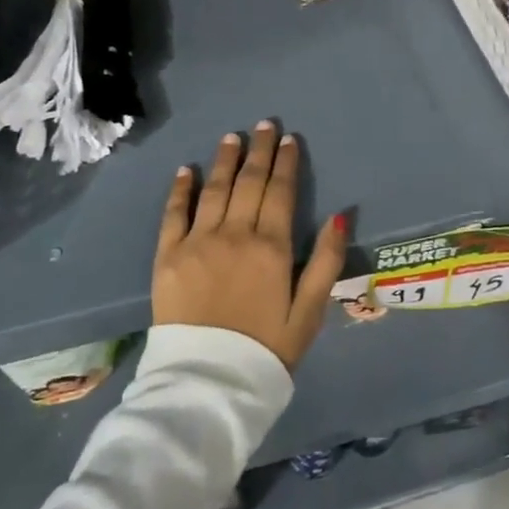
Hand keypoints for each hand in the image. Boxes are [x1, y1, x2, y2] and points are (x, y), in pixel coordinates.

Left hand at [153, 122, 347, 370]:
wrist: (208, 384)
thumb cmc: (267, 349)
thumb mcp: (310, 312)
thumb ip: (327, 262)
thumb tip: (341, 216)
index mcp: (271, 247)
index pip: (281, 192)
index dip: (286, 163)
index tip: (288, 139)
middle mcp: (235, 234)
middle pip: (249, 182)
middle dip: (259, 151)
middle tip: (263, 124)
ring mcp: (198, 242)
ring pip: (214, 190)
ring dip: (224, 160)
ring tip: (232, 136)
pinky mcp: (167, 256)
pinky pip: (174, 214)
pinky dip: (181, 189)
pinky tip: (187, 170)